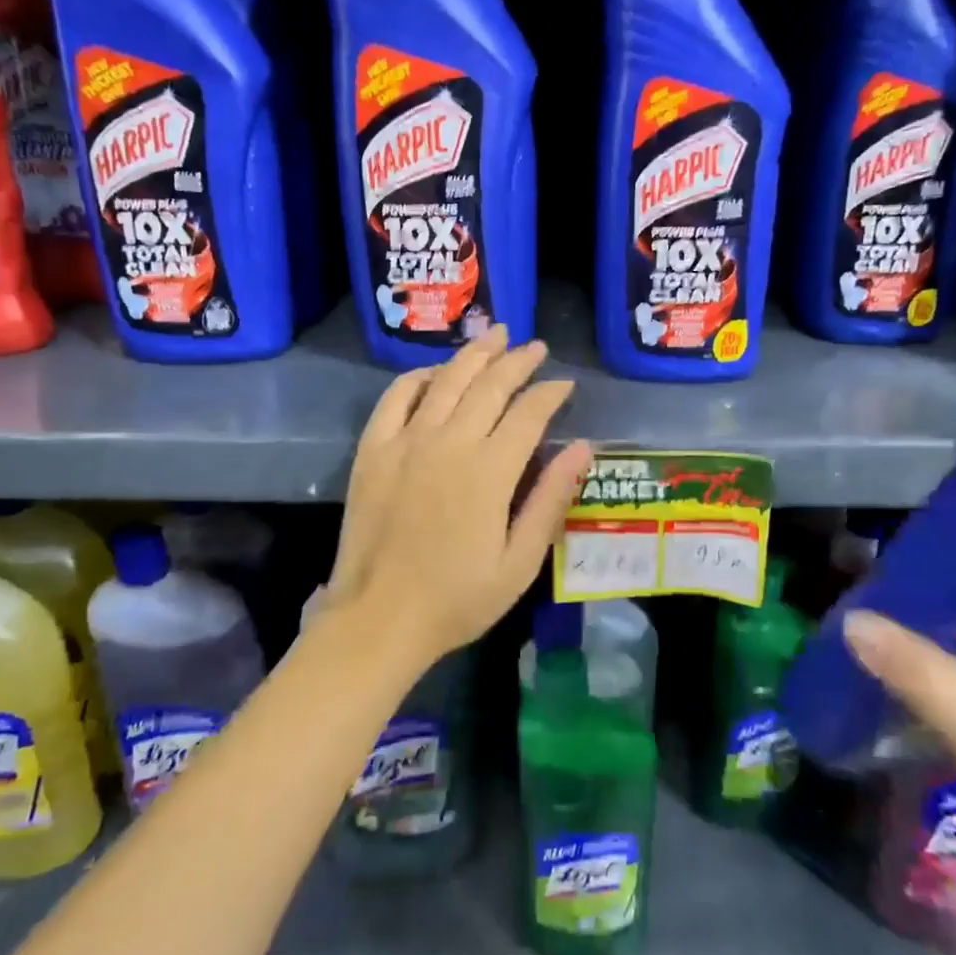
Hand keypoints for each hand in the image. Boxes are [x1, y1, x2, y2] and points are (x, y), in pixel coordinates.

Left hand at [329, 325, 592, 663]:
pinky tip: (434, 371)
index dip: (550, 393)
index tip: (565, 383)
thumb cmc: (457, 598)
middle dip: (517, 361)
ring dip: (474, 354)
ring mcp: (406, 441)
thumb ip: (550, 499)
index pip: (528, 413)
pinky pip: (396, 397)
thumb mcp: (519, 562)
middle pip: (489, 385)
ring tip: (495, 335)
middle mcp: (449, 442)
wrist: (378, 619)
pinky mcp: (373, 449)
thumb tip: (582, 447)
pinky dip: (417, 377)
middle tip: (534, 347)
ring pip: (446, 381)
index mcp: (490, 471)